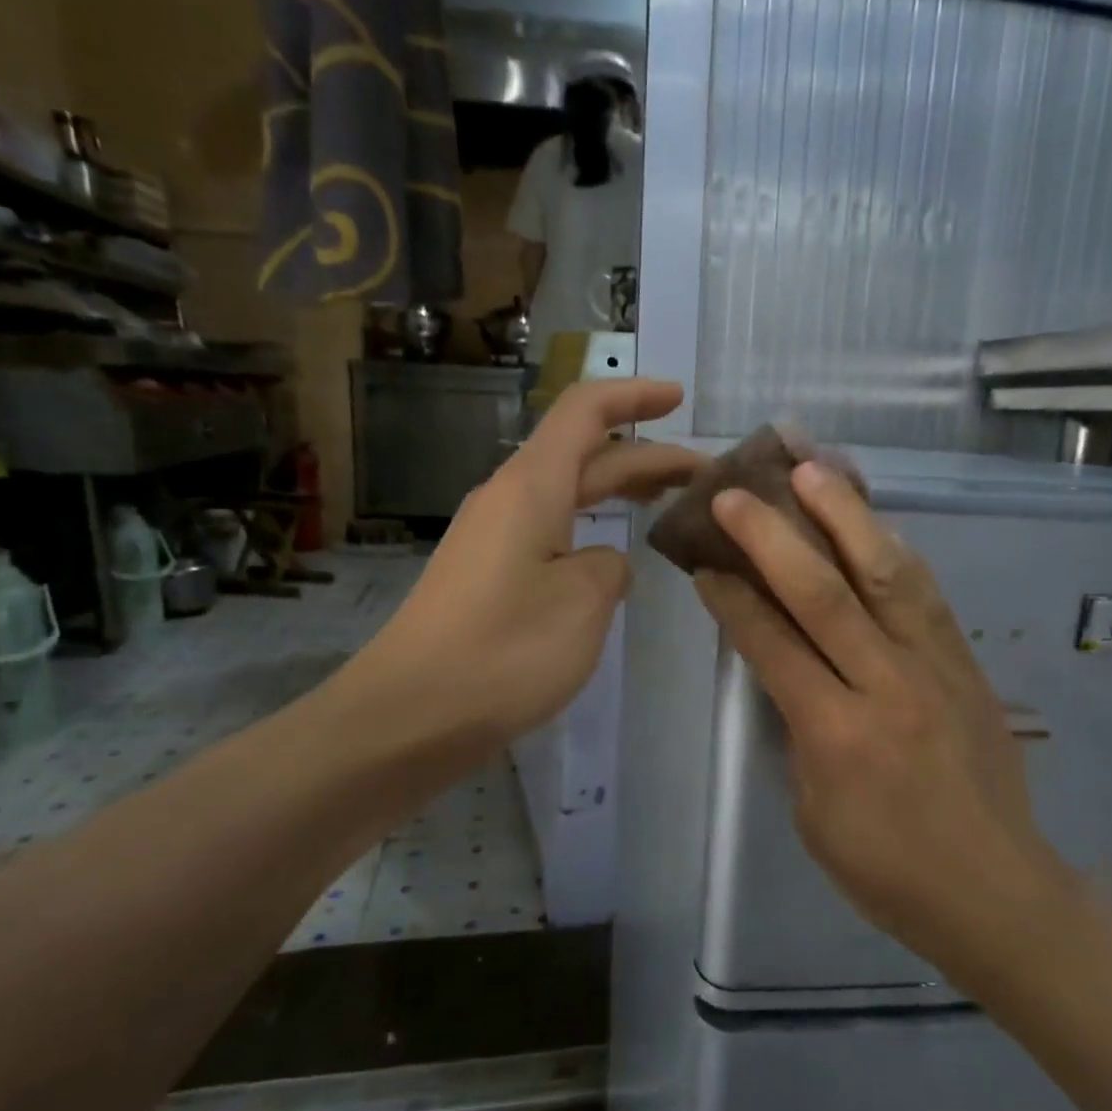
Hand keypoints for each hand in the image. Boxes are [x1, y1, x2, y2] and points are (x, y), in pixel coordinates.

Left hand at [366, 379, 703, 750]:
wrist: (410, 714)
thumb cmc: (505, 651)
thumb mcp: (583, 602)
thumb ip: (609, 567)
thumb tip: (600, 563)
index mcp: (531, 486)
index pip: (585, 412)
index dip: (634, 396)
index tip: (677, 398)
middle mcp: (508, 499)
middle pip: (583, 454)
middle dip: (644, 456)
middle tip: (701, 474)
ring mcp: (493, 539)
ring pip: (567, 495)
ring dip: (617, 492)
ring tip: (667, 504)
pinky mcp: (487, 576)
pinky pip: (549, 532)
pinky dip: (590, 529)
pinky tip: (612, 559)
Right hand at [694, 461, 1075, 982]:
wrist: (996, 891)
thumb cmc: (886, 869)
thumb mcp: (813, 812)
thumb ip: (796, 730)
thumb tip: (781, 668)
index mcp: (837, 735)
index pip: (773, 645)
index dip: (733, 599)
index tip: (704, 562)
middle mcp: (887, 687)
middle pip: (824, 594)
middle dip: (772, 537)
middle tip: (735, 494)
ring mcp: (935, 668)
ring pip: (887, 575)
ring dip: (845, 516)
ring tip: (813, 470)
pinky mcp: (967, 664)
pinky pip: (926, 594)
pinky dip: (892, 549)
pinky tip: (870, 521)